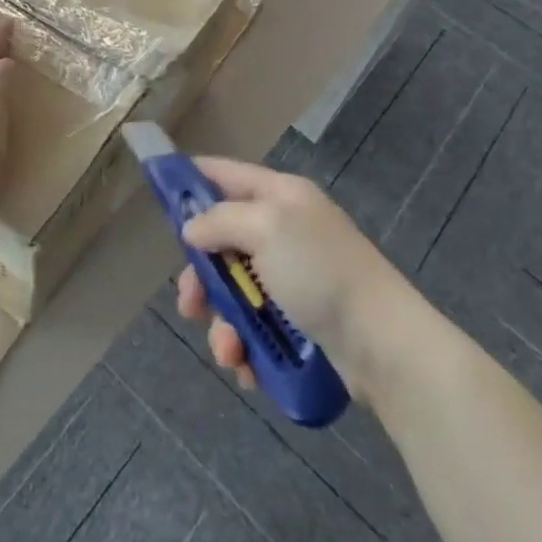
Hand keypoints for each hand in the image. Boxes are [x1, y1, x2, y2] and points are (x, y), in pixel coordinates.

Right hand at [175, 159, 413, 400]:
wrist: (383, 344)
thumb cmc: (321, 272)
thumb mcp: (266, 228)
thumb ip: (222, 220)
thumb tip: (193, 227)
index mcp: (279, 195)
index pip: (225, 174)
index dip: (192, 180)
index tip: (158, 192)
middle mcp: (284, 230)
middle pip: (223, 242)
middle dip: (202, 278)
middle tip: (191, 304)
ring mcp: (293, 277)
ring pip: (236, 292)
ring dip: (223, 323)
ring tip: (229, 351)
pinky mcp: (300, 320)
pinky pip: (257, 326)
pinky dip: (247, 346)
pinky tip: (248, 367)